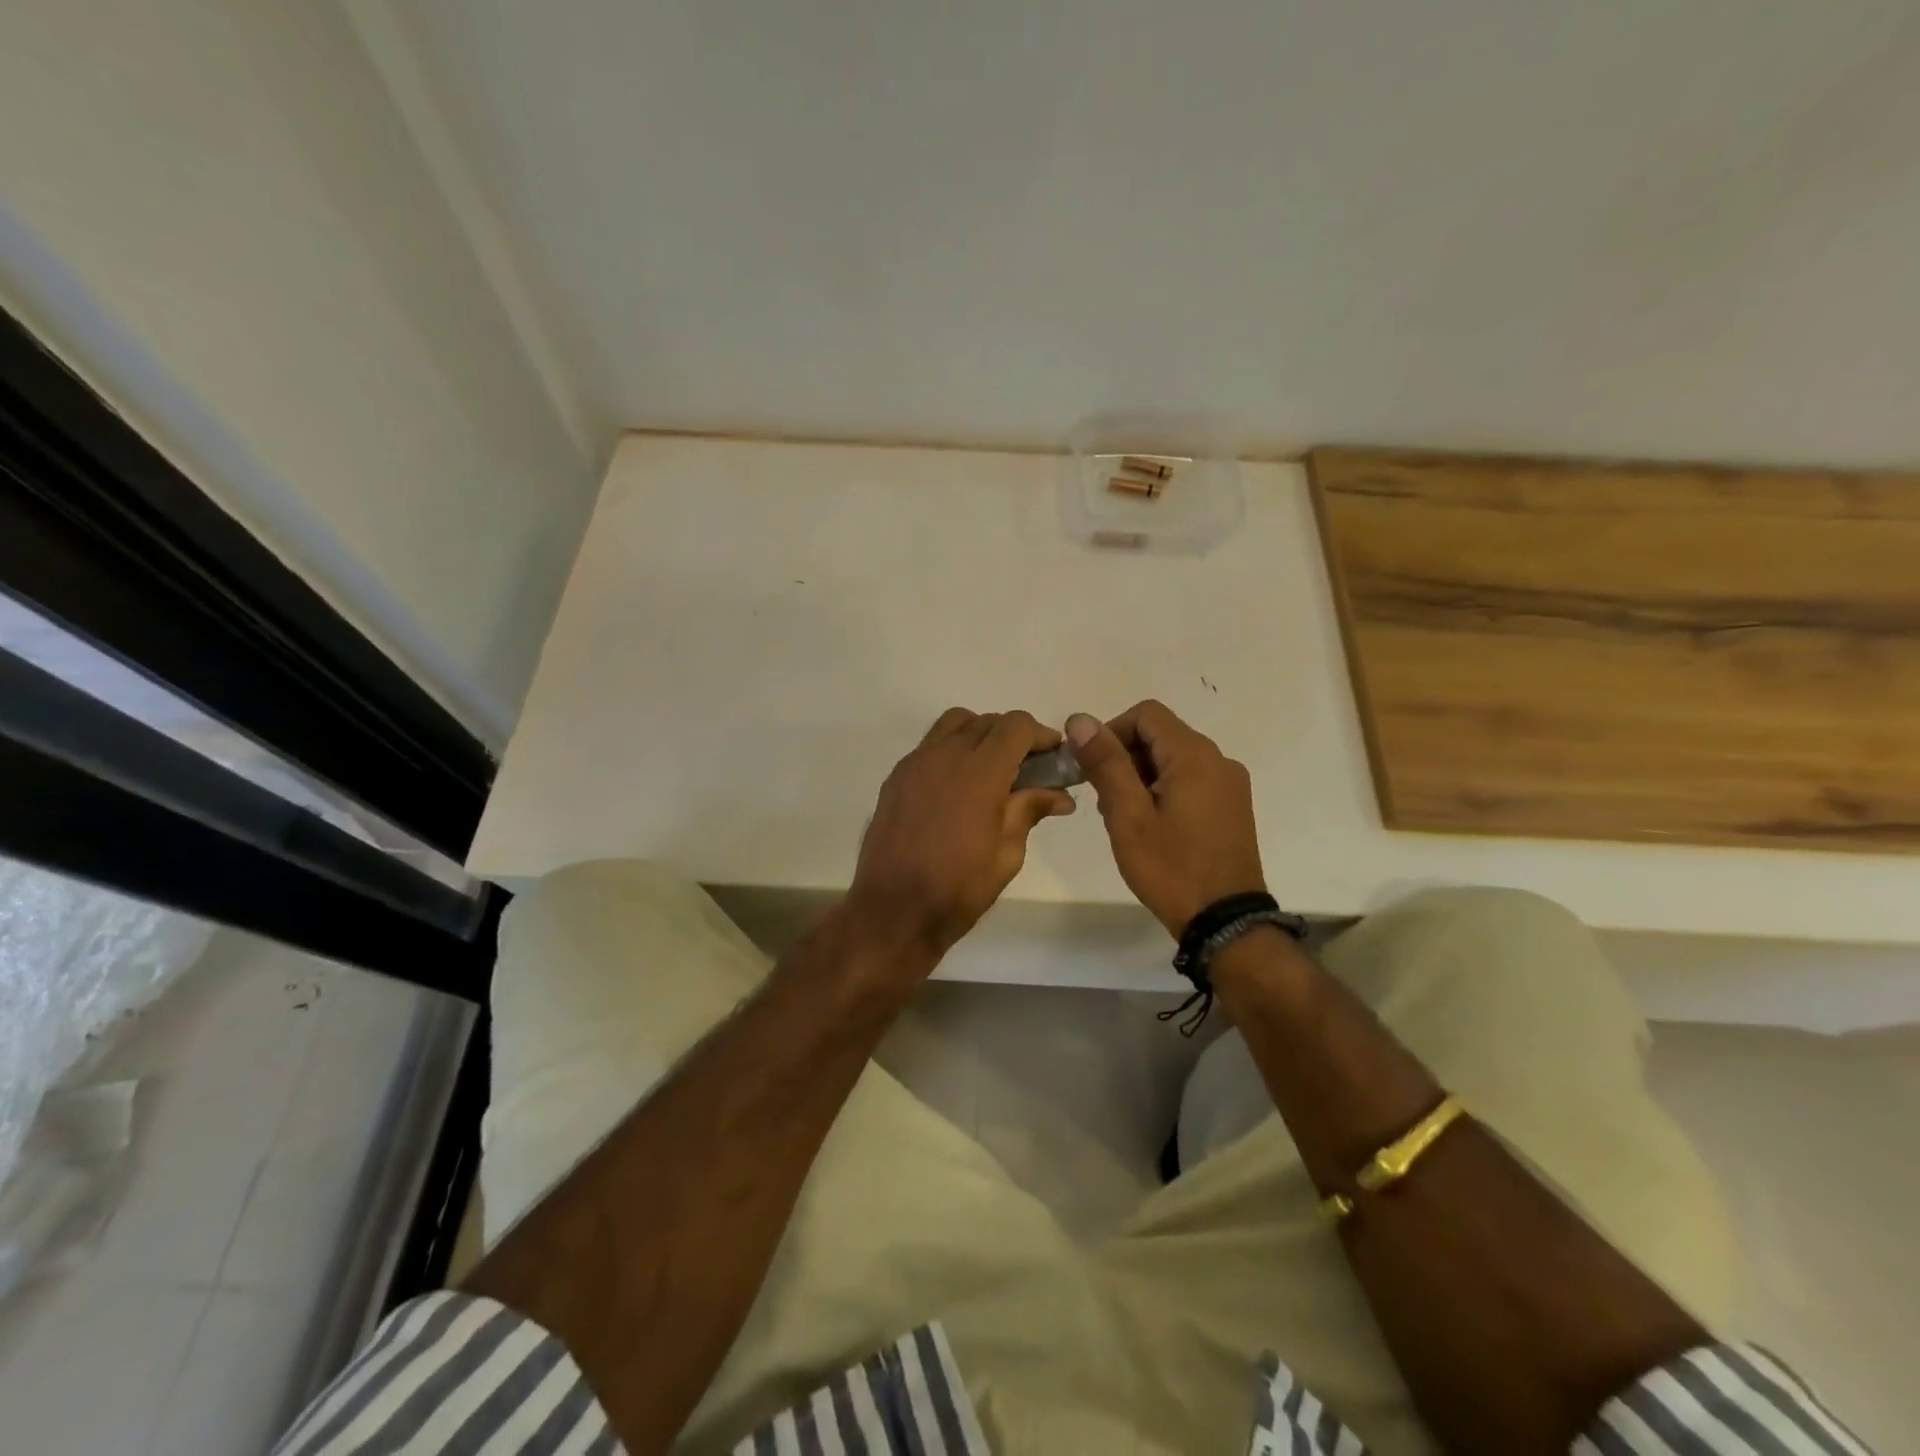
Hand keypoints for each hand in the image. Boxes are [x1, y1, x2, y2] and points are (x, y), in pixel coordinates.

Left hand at [849, 709, 1075, 954]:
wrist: (893, 910)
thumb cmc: (958, 888)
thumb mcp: (1007, 854)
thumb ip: (1029, 811)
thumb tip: (1060, 795)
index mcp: (980, 772)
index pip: (1016, 725)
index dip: (1040, 735)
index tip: (1053, 756)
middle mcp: (946, 755)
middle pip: (987, 721)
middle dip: (1013, 736)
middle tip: (1028, 768)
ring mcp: (916, 763)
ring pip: (954, 724)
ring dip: (980, 735)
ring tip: (991, 770)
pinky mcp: (896, 777)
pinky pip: (930, 746)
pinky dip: (951, 750)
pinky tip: (957, 786)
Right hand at [1066, 701, 1265, 935]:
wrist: (1225, 923)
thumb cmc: (1171, 868)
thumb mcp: (1128, 815)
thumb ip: (1105, 763)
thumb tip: (1080, 719)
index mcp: (1194, 755)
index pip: (1146, 714)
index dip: (1112, 731)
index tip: (1092, 768)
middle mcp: (1219, 760)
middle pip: (1161, 734)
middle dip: (1125, 757)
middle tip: (1104, 799)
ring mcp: (1230, 784)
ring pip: (1175, 758)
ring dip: (1142, 775)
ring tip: (1126, 817)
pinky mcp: (1233, 806)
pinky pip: (1192, 779)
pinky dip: (1164, 788)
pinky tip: (1152, 826)